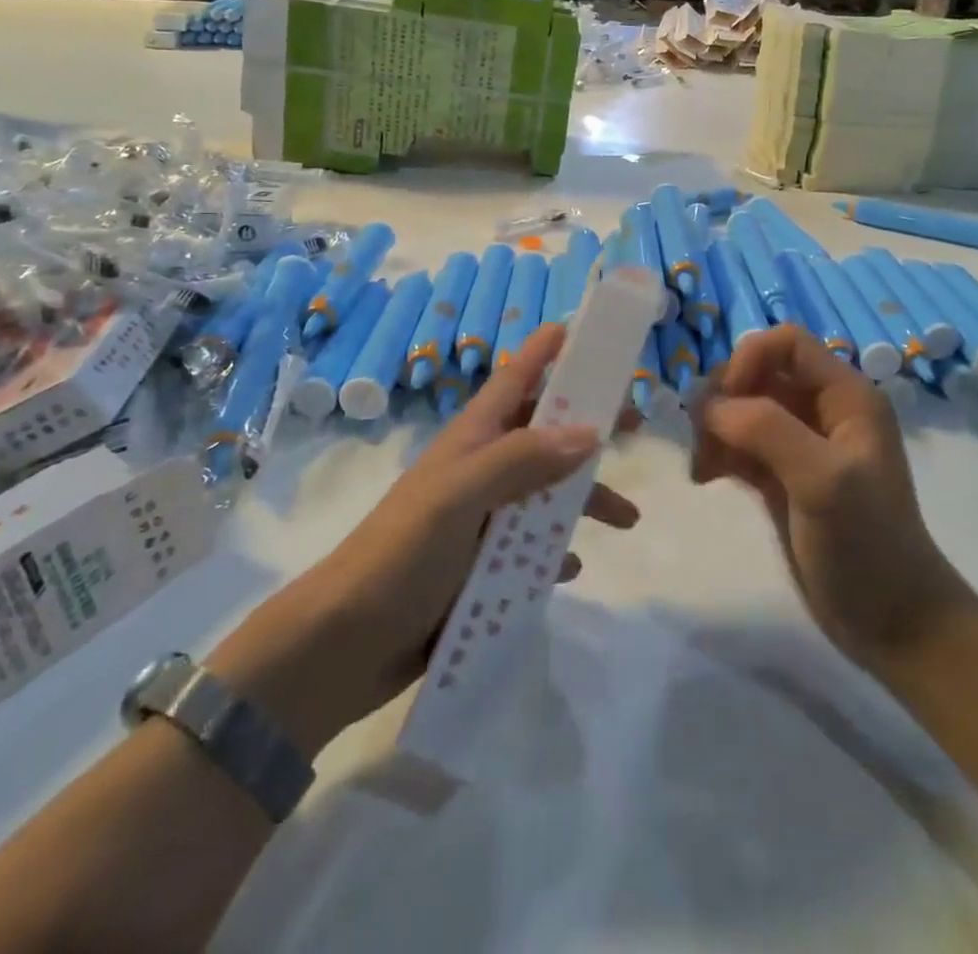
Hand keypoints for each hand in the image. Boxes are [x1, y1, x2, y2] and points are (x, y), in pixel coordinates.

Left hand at [206, 324, 638, 755]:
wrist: (343, 645)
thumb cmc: (400, 555)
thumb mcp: (460, 497)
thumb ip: (522, 460)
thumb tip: (590, 431)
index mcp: (471, 441)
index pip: (515, 379)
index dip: (545, 351)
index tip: (583, 331)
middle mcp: (480, 472)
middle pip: (542, 434)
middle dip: (586, 427)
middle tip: (634, 428)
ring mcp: (479, 520)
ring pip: (545, 494)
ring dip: (584, 500)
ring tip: (628, 520)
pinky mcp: (478, 568)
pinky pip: (530, 549)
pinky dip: (554, 551)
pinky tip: (572, 566)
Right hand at [691, 325, 968, 672]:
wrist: (893, 626)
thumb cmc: (867, 546)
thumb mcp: (823, 480)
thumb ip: (767, 430)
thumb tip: (711, 406)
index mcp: (845, 396)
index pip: (786, 343)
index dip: (749, 359)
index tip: (726, 403)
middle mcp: (822, 411)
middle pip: (757, 373)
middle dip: (724, 398)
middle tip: (705, 439)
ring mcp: (799, 445)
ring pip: (742, 409)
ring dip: (714, 427)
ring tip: (704, 466)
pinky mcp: (780, 477)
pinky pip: (737, 444)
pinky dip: (717, 452)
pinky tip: (706, 479)